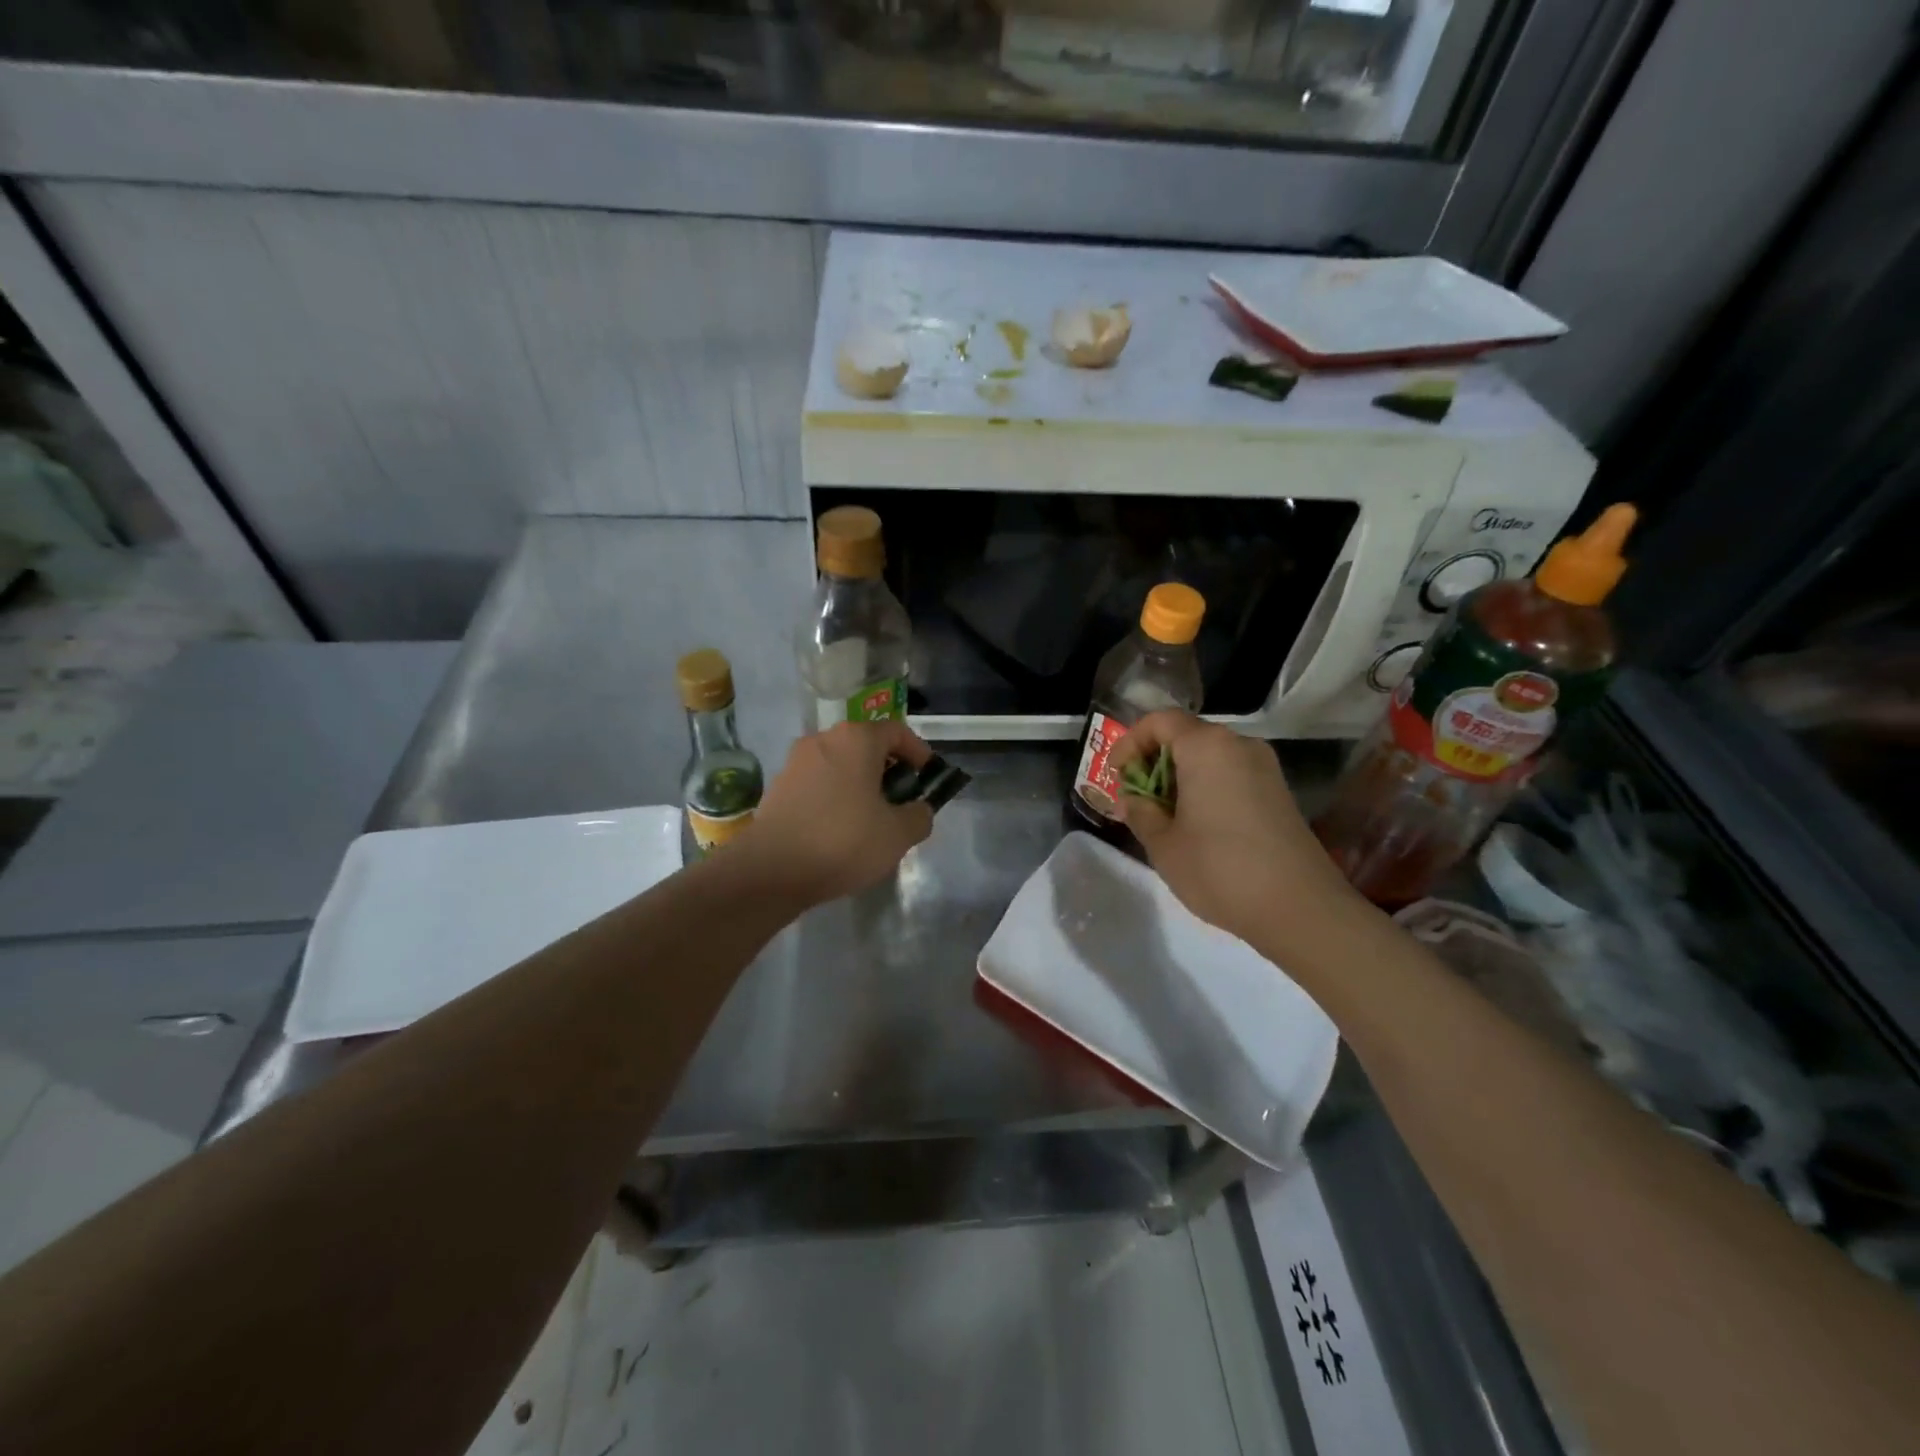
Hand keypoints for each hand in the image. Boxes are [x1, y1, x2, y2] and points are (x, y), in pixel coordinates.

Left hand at [738, 720, 934, 906]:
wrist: (770, 870)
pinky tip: (839, 829)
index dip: (918, 752)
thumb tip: (919, 810)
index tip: (928, 777)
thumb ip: (920, 816)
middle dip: (888, 770)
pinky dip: (835, 797)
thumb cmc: (843, 841)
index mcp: (856, 739)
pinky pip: (818, 784)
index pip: (897, 732)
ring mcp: (796, 762)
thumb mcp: (898, 834)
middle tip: (902, 800)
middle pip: (866, 746)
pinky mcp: (778, 787)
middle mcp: (823, 739)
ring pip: (840, 765)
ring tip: (872, 819)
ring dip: (860, 784)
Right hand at [1109, 711, 1360, 947]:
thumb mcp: (1163, 844)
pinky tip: (1196, 826)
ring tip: (1162, 816)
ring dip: (1179, 778)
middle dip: (1153, 762)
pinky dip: (1205, 788)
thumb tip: (1133, 800)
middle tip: (1135, 799)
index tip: (1117, 775)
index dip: (1130, 742)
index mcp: (1206, 746)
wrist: (1301, 908)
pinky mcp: (1278, 793)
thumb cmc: (1220, 869)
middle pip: (1186, 736)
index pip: (1160, 721)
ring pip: (1209, 757)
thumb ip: (1140, 812)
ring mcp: (1264, 768)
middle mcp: (1239, 745)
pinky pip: (1230, 775)